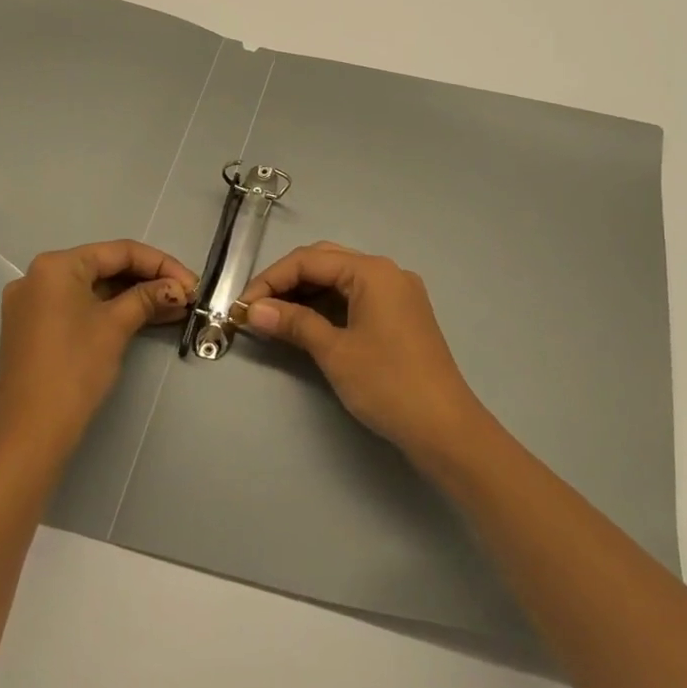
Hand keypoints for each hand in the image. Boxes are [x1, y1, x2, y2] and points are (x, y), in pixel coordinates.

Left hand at [0, 240, 194, 467]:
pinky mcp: (34, 328)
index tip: (192, 283)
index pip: (119, 252)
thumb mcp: (116, 326)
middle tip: (185, 296)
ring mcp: (33, 304)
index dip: (161, 264)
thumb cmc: (74, 369)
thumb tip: (177, 288)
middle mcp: (38, 277)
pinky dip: (111, 311)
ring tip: (174, 308)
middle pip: (105, 267)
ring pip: (94, 289)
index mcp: (56, 266)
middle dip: (149, 281)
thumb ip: (148, 297)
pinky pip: (80, 307)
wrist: (31, 433)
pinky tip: (145, 318)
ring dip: (134, 297)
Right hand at [240, 242, 489, 466]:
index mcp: (372, 271)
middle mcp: (387, 272)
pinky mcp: (401, 315)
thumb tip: (253, 310)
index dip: (270, 280)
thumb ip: (293, 323)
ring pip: (341, 280)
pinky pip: (356, 297)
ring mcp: (398, 293)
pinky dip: (328, 306)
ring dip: (306, 294)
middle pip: (326, 262)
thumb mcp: (335, 352)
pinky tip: (306, 324)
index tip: (241, 307)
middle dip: (287, 281)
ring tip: (273, 318)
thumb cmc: (387, 384)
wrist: (444, 427)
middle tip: (256, 309)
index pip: (309, 260)